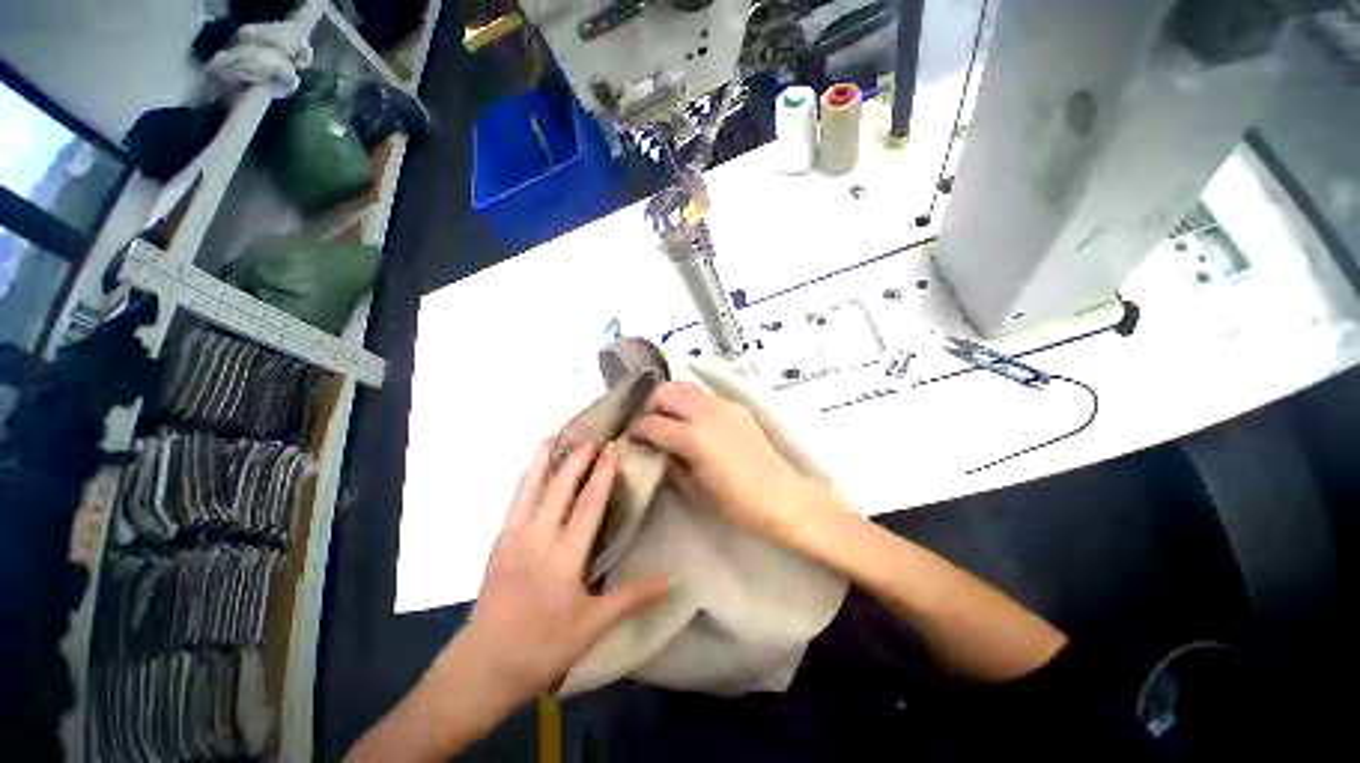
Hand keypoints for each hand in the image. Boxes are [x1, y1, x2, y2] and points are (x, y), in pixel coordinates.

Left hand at [463, 439, 668, 699]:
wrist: (483, 666)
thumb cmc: (544, 646)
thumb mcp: (594, 626)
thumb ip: (633, 598)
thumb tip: (671, 579)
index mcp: (564, 556)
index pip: (589, 504)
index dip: (602, 475)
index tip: (611, 450)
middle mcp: (538, 537)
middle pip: (560, 488)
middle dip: (577, 459)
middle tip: (591, 437)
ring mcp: (514, 537)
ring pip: (531, 489)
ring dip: (544, 460)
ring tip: (553, 437)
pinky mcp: (499, 542)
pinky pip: (516, 501)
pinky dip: (527, 479)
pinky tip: (532, 470)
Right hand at [629, 382, 838, 542]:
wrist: (782, 496)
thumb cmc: (736, 504)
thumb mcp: (694, 490)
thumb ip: (671, 464)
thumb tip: (656, 450)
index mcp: (693, 438)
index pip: (652, 423)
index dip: (636, 430)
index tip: (632, 438)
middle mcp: (705, 414)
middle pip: (665, 393)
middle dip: (649, 406)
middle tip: (648, 424)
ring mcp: (723, 406)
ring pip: (685, 388)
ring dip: (670, 399)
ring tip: (668, 417)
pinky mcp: (736, 406)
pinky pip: (705, 395)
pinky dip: (690, 401)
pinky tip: (692, 419)